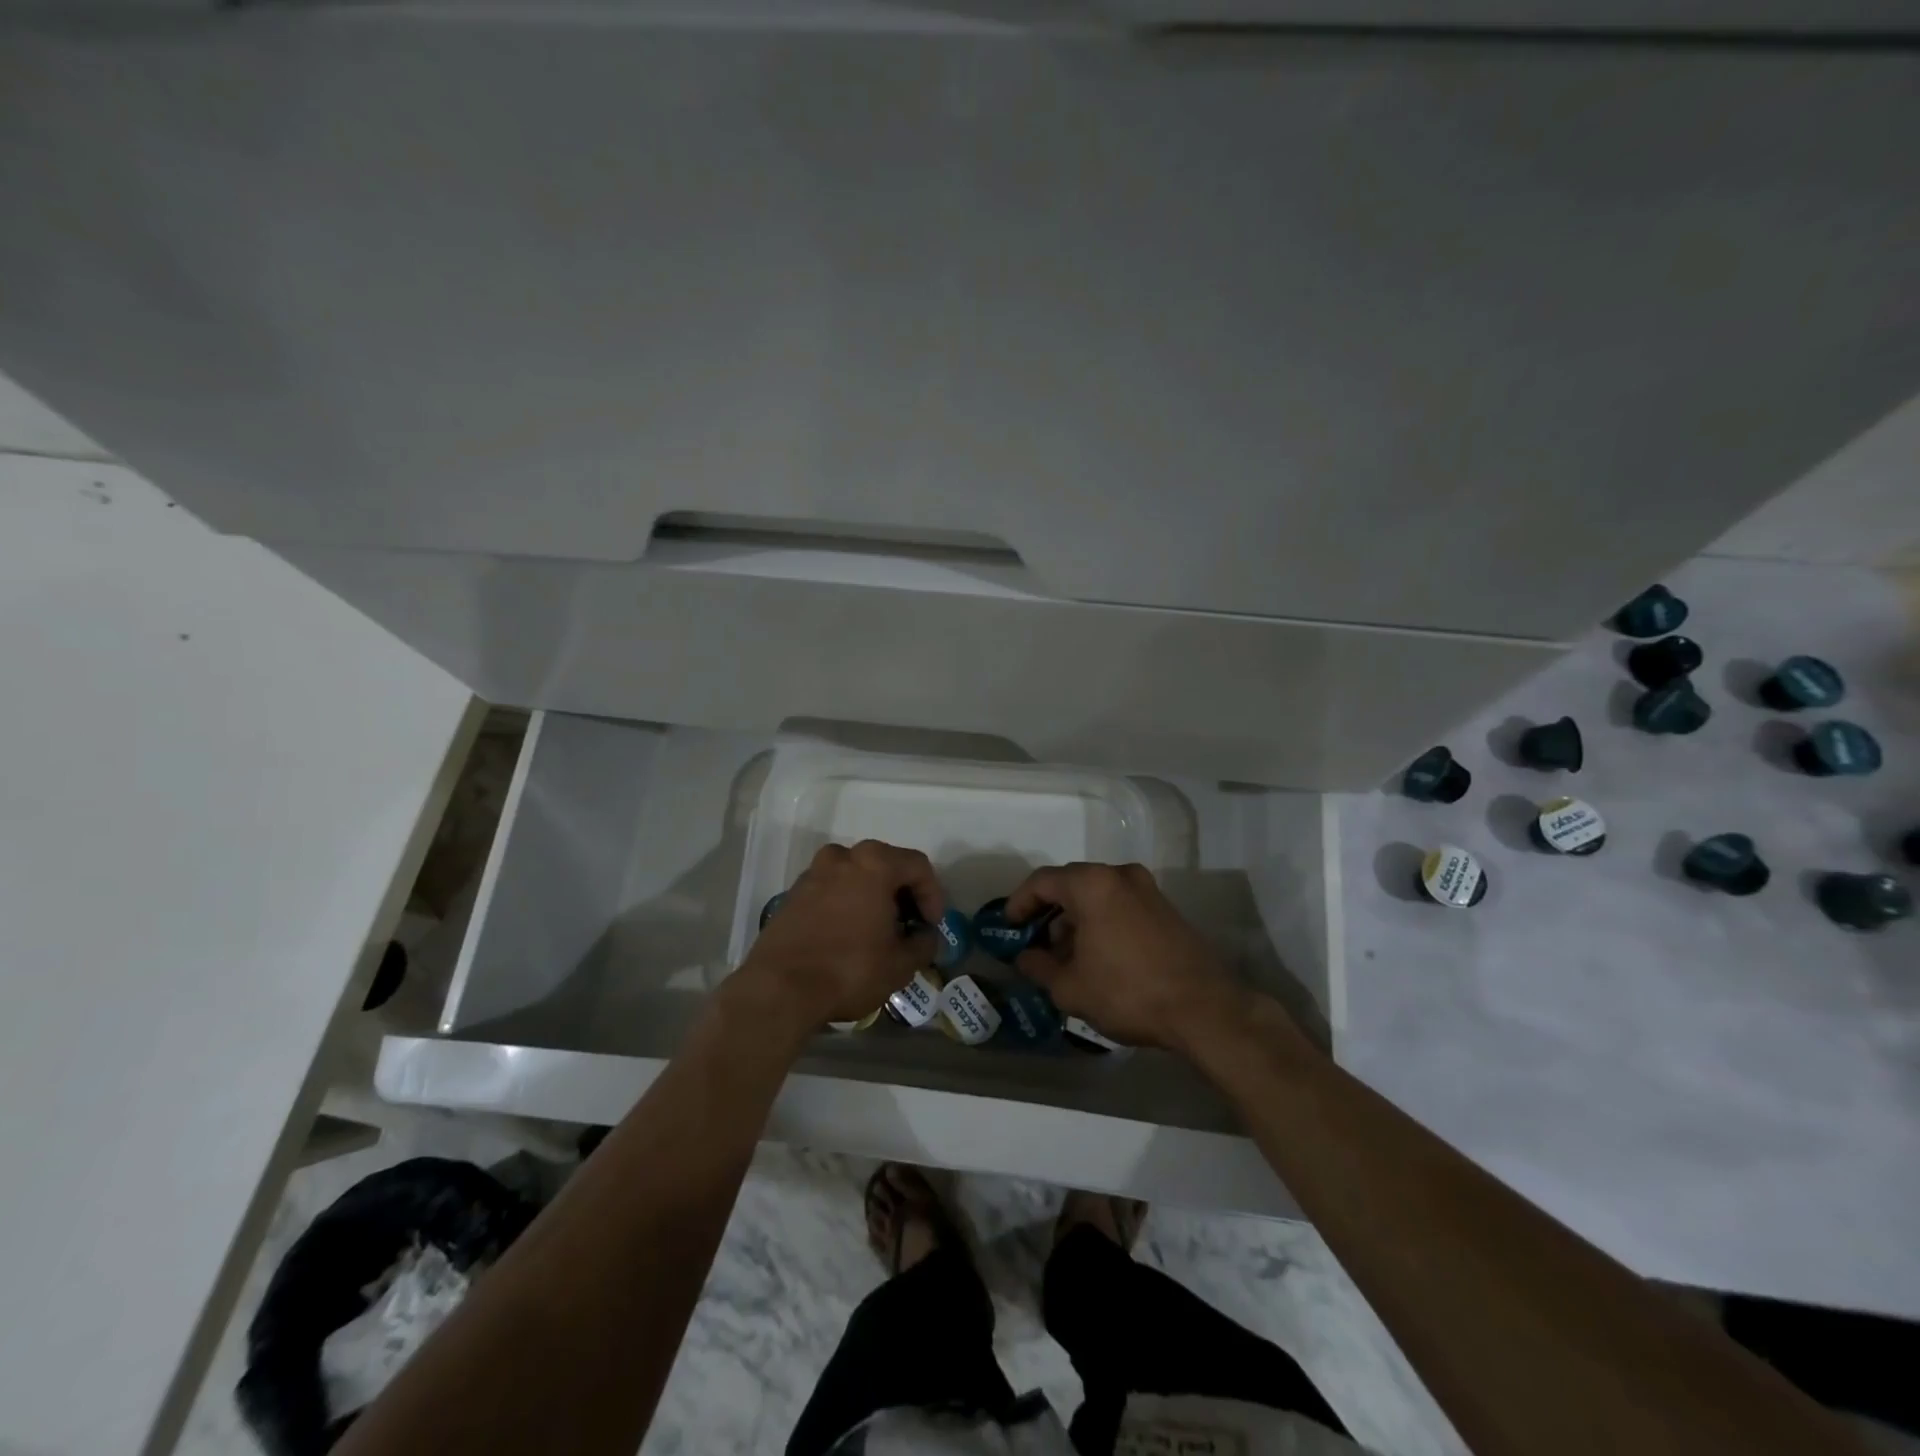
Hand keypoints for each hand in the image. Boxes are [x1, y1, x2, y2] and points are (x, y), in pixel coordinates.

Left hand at [736, 840, 946, 1029]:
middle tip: (909, 925)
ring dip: (873, 897)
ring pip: (856, 875)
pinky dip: (846, 903)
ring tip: (878, 930)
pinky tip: (849, 935)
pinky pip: (832, 889)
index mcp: (874, 863)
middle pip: (886, 865)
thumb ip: (923, 943)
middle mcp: (842, 857)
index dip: (932, 895)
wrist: (778, 989)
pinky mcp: (793, 894)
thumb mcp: (900, 964)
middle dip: (903, 894)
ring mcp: (813, 873)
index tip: (931, 925)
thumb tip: (925, 935)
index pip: (918, 866)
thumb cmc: (849, 970)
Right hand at [1006, 862, 1248, 1053]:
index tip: (1008, 926)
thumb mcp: (1070, 988)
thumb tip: (1026, 957)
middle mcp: (1119, 875)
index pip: (1042, 881)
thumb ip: (1039, 966)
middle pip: (1071, 884)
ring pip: (1097, 895)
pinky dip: (1100, 922)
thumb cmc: (1128, 992)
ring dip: (1075, 919)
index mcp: (1092, 884)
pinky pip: (1119, 905)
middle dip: (1048, 913)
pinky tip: (1096, 957)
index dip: (1019, 902)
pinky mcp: (1165, 908)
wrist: (1204, 1009)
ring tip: (1065, 957)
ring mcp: (1147, 889)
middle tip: (1034, 943)